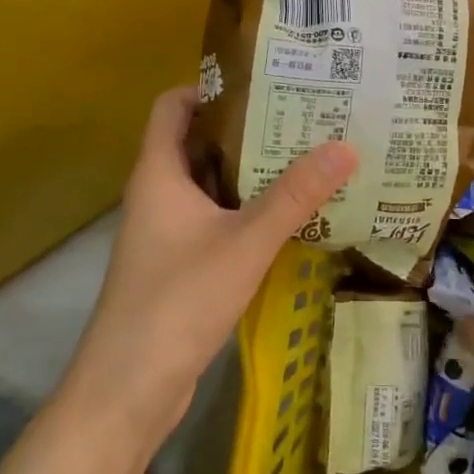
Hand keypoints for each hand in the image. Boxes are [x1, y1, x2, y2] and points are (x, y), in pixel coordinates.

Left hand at [65, 87, 357, 437]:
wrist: (128, 392)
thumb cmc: (177, 301)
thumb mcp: (244, 242)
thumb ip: (295, 196)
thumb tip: (346, 145)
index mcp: (159, 173)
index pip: (174, 106)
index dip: (212, 87)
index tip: (263, 81)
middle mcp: (159, 194)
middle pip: (200, 141)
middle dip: (247, 126)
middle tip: (303, 114)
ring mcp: (169, 231)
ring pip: (213, 183)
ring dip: (253, 170)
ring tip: (308, 154)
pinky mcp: (182, 264)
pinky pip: (218, 218)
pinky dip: (250, 208)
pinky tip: (293, 213)